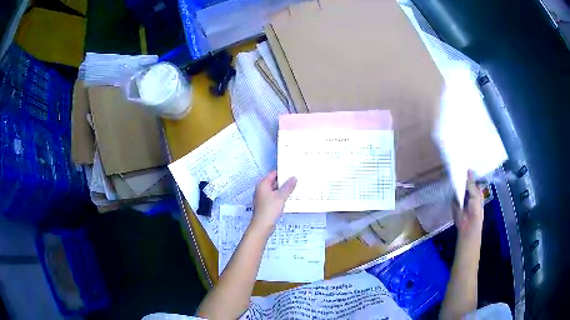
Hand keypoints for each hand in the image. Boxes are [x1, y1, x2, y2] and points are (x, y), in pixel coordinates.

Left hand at [250, 171, 296, 234]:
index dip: (282, 172)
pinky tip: (288, 198)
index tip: (292, 172)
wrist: (262, 225)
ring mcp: (262, 197)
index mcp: (263, 184)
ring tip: (295, 188)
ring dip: (283, 190)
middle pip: (274, 182)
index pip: (273, 173)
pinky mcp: (265, 205)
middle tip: (296, 180)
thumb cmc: (270, 209)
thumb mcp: (281, 196)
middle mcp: (261, 189)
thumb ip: (288, 186)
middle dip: (284, 181)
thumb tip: (294, 178)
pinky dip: (280, 197)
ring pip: (274, 190)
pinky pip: (274, 197)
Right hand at [453, 170, 483, 240]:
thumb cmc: (475, 211)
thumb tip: (469, 170)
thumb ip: (471, 183)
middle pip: (465, 183)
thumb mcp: (475, 195)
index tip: (466, 164)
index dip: (470, 174)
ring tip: (453, 171)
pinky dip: (452, 189)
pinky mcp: (454, 202)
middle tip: (459, 165)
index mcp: (476, 191)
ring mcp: (461, 197)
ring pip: (459, 187)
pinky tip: (450, 181)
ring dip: (457, 182)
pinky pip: (453, 193)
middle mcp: (469, 193)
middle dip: (463, 177)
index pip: (473, 180)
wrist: (467, 225)